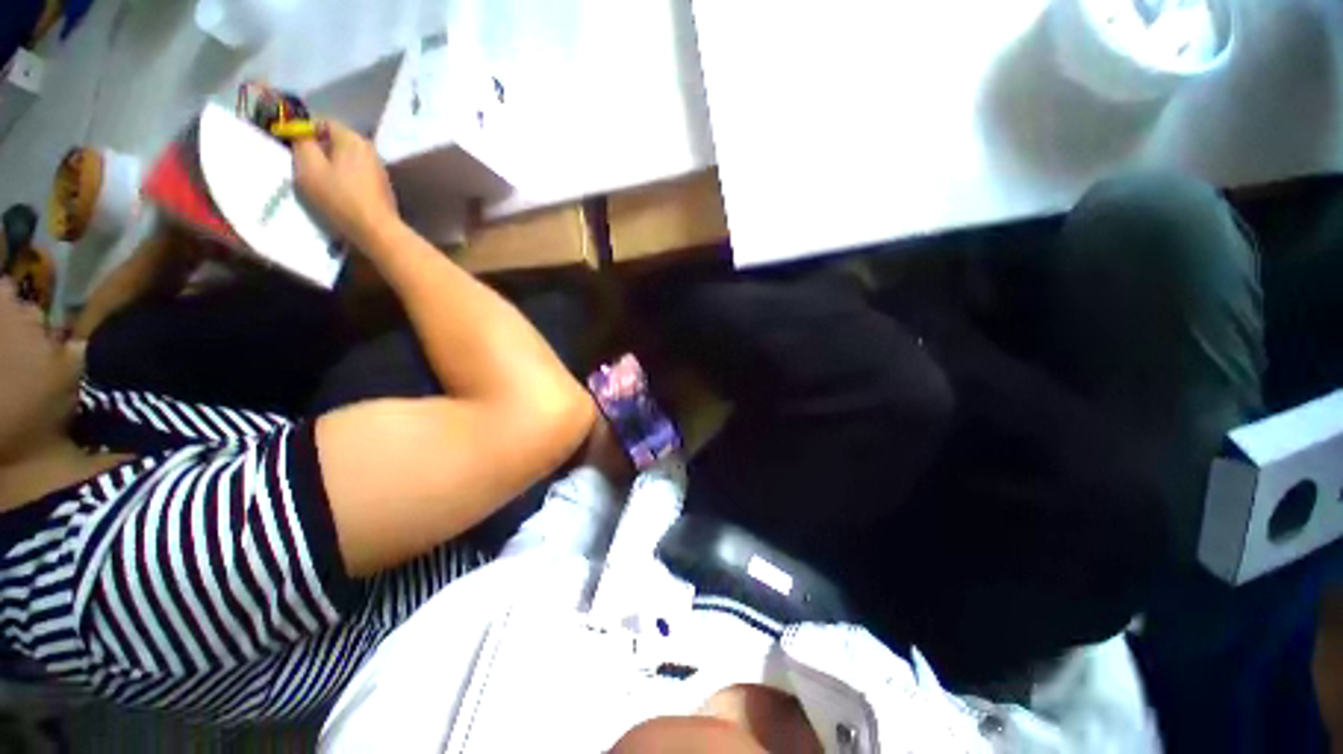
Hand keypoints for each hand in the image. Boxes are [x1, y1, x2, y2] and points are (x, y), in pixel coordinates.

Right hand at [292, 120, 399, 250]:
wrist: (377, 230)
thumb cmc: (339, 197)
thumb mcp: (308, 166)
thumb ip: (301, 143)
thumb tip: (301, 135)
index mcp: (353, 138)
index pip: (323, 122)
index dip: (304, 131)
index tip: (292, 148)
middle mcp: (370, 149)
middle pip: (336, 141)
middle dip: (318, 150)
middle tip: (303, 167)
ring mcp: (379, 169)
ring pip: (347, 159)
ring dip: (331, 166)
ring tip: (319, 182)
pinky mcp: (383, 187)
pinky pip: (357, 175)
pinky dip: (345, 179)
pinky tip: (337, 193)